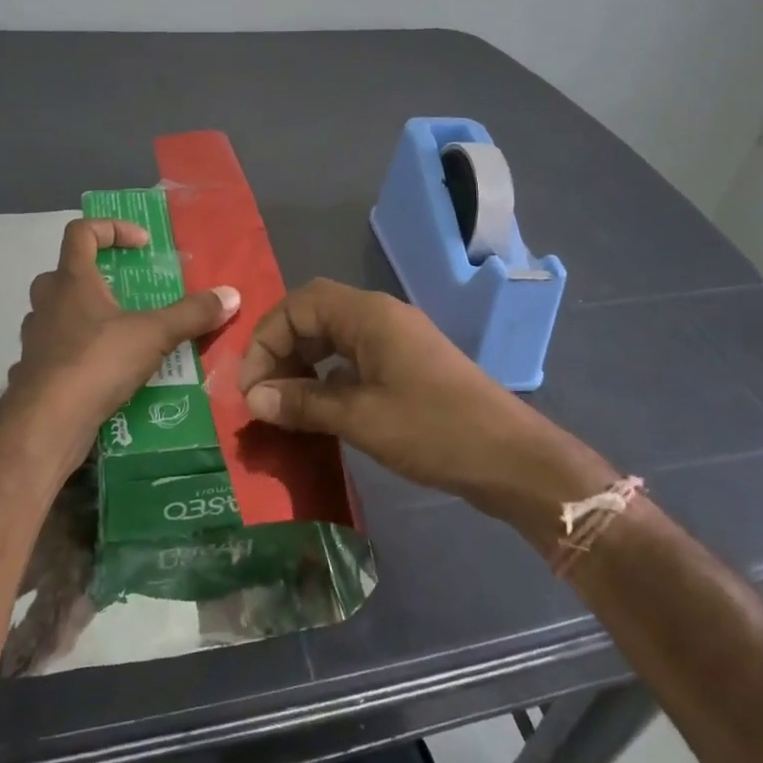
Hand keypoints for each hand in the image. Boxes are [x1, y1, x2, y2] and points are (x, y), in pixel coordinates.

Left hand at [11, 218, 239, 446]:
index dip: (112, 229)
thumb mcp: (154, 335)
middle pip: (67, 272)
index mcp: (72, 280)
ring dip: (89, 317)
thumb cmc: (96, 363)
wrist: (46, 423)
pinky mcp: (34, 371)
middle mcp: (47, 301)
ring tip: (123, 336)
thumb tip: (232, 295)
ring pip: (59, 313)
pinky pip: (58, 350)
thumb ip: (191, 314)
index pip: (82, 231)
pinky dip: (80, 353)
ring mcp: (36, 337)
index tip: (142, 246)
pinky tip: (104, 373)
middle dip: (99, 277)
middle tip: (129, 294)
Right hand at [238, 279, 558, 512]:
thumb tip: (253, 399)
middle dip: (280, 350)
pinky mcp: (405, 365)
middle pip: (313, 315)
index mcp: (368, 314)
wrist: (511, 457)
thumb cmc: (433, 429)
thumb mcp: (360, 418)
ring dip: (301, 363)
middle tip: (262, 394)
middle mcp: (379, 316)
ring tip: (282, 402)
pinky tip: (317, 408)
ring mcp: (395, 340)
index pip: (298, 305)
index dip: (266, 339)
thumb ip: (302, 403)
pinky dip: (326, 376)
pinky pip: (352, 358)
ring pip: (331, 337)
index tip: (251, 386)